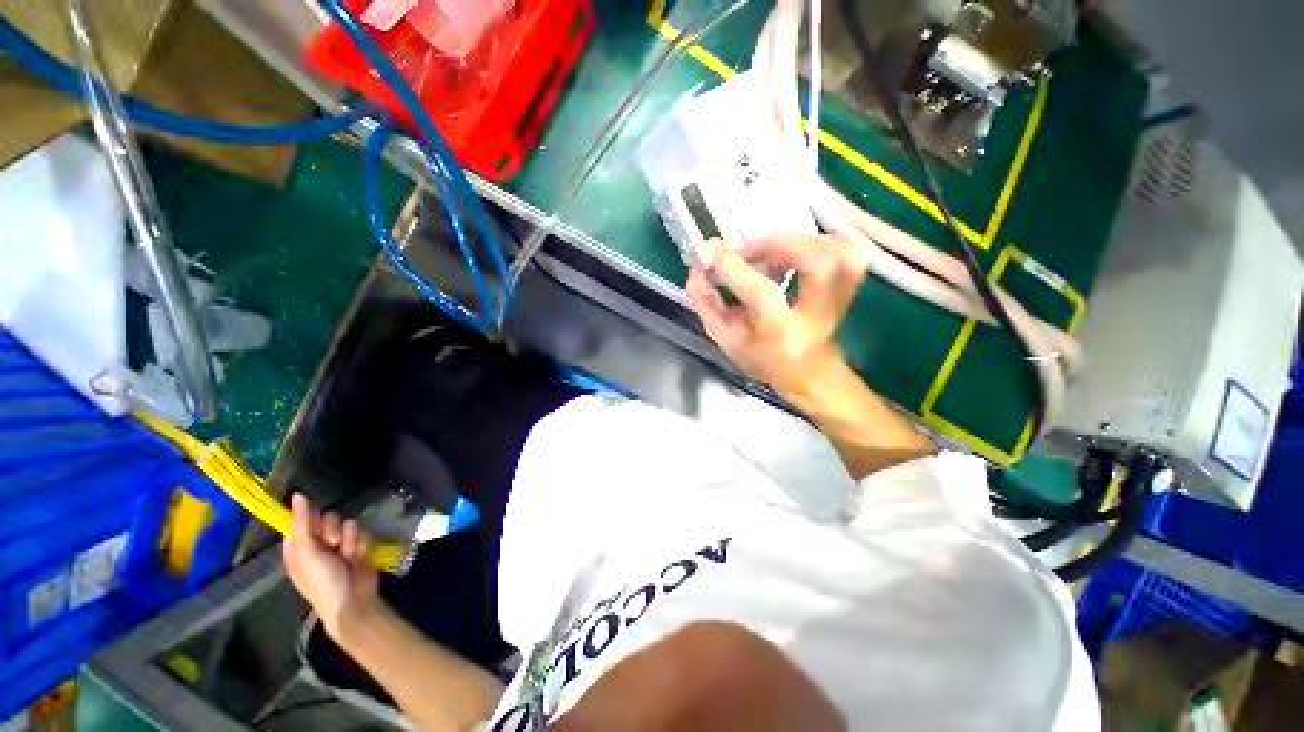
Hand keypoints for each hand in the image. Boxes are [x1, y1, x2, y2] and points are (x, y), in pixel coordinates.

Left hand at [283, 493, 379, 639]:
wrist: (353, 599)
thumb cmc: (322, 580)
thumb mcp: (307, 552)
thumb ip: (302, 523)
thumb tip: (297, 494)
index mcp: (297, 546)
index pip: (301, 519)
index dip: (310, 517)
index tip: (317, 522)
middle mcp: (316, 543)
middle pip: (326, 518)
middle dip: (333, 528)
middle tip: (332, 543)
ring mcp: (338, 545)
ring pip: (346, 523)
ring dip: (349, 537)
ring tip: (348, 554)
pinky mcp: (358, 545)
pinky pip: (362, 531)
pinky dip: (362, 543)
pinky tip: (359, 555)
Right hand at [687, 236, 869, 396]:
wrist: (810, 374)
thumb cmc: (764, 360)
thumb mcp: (727, 340)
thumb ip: (708, 305)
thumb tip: (699, 269)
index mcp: (781, 334)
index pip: (761, 294)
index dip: (734, 267)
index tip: (712, 251)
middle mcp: (816, 316)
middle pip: (817, 264)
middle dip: (778, 244)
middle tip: (749, 248)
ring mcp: (840, 300)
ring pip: (839, 253)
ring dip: (799, 241)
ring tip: (770, 249)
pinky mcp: (849, 287)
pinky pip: (846, 251)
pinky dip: (820, 241)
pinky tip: (794, 250)